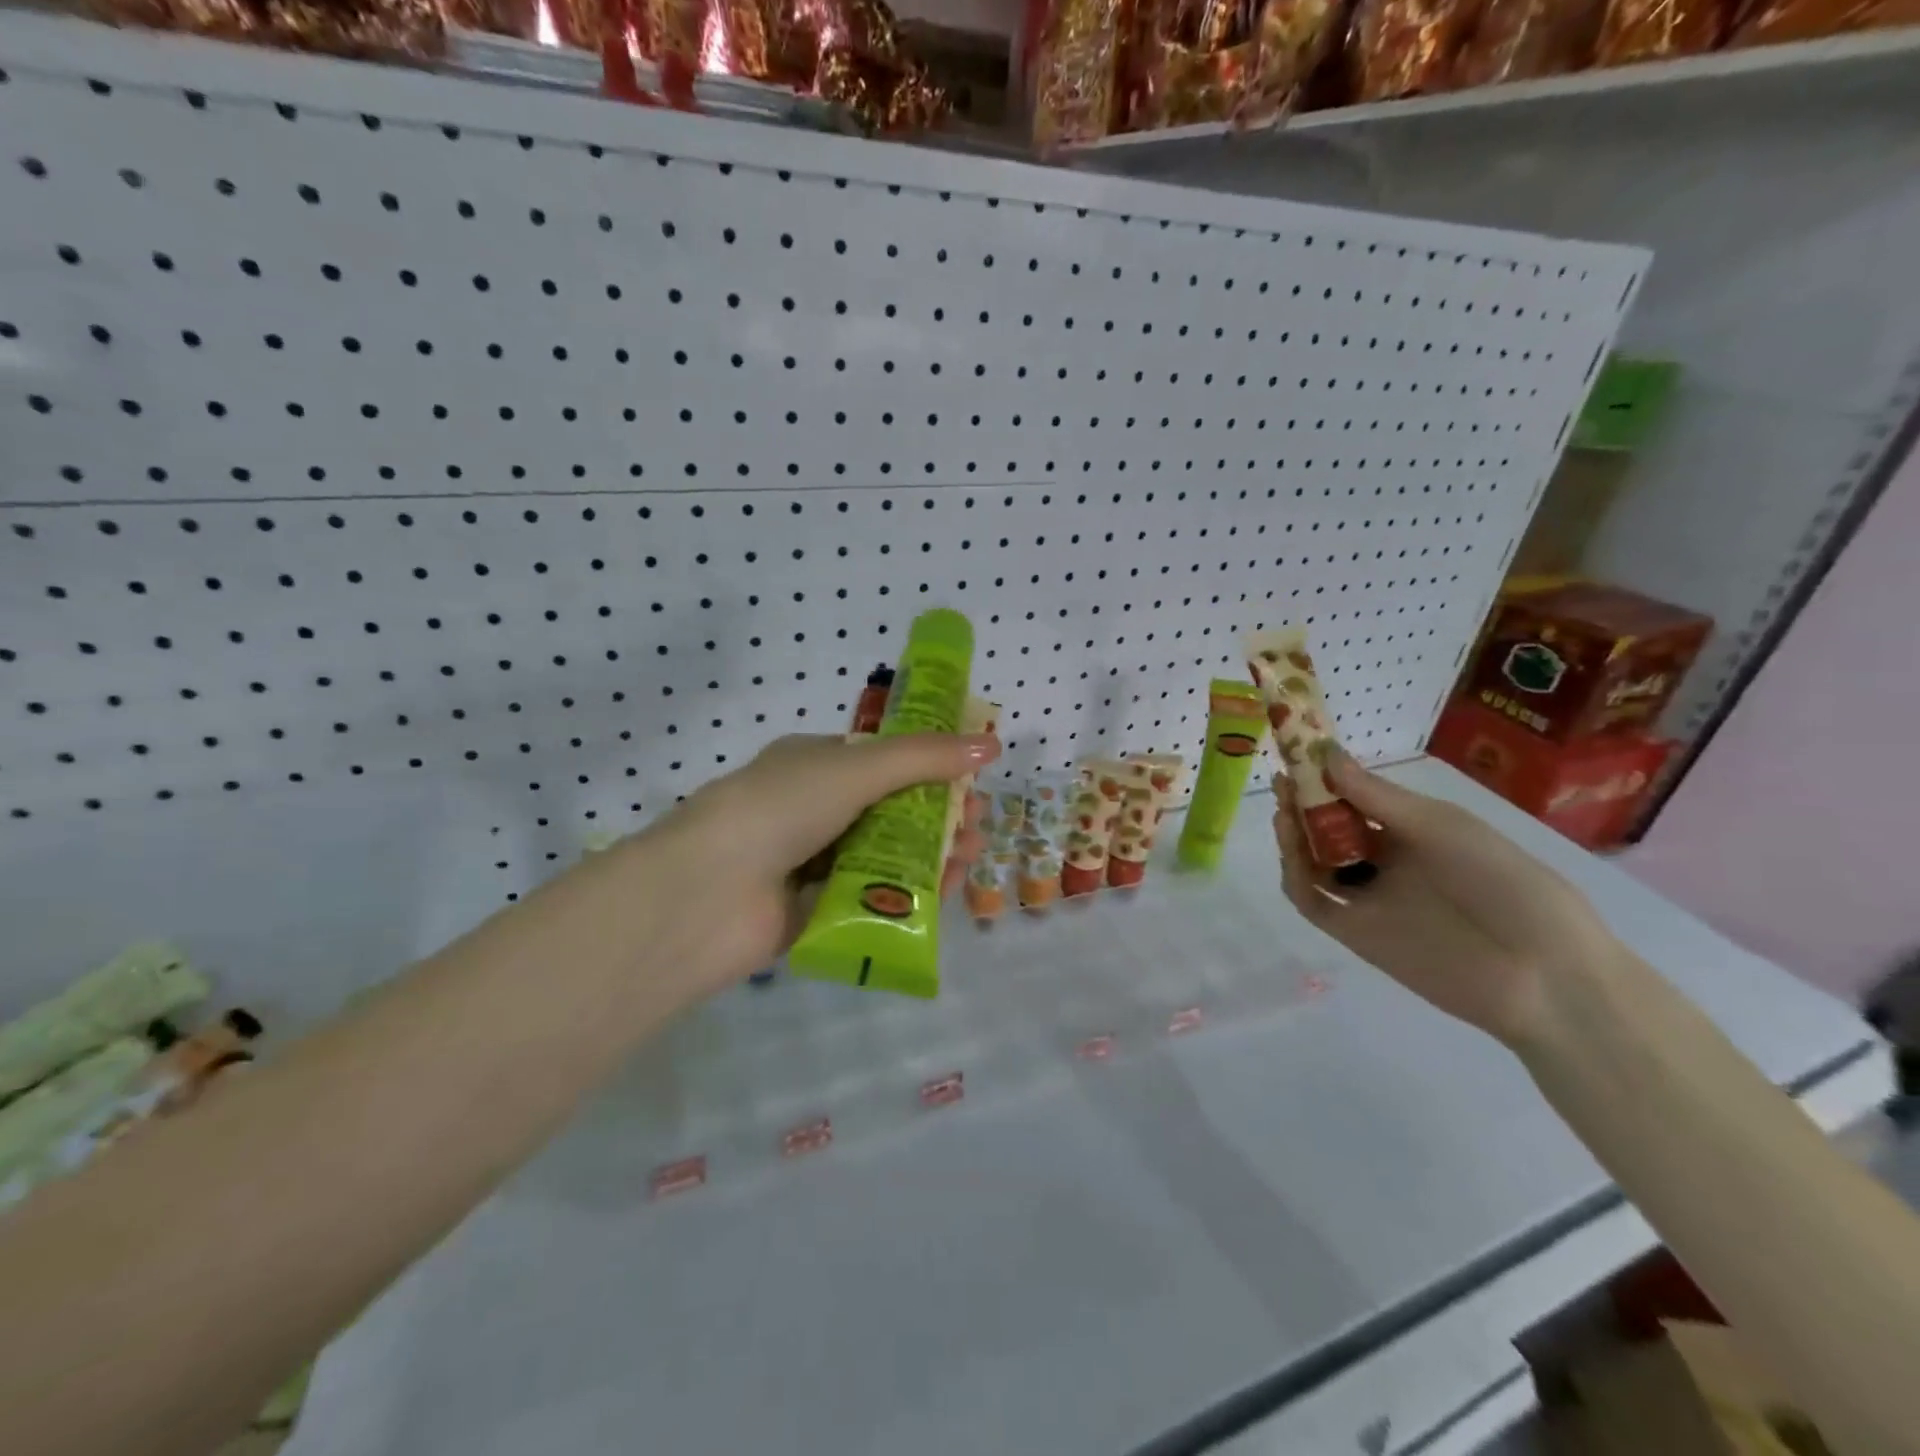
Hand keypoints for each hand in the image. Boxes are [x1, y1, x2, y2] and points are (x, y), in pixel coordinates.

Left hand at [651, 732, 998, 987]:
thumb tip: (990, 745)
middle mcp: (813, 808)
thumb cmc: (781, 808)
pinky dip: (909, 892)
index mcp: (815, 763)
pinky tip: (943, 892)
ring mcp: (813, 861)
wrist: (706, 893)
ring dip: (931, 853)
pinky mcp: (817, 910)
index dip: (930, 766)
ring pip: (887, 854)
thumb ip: (924, 758)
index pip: (883, 759)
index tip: (971, 778)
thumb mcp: (856, 768)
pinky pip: (873, 896)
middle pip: (892, 808)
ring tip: (968, 857)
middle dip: (939, 814)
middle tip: (977, 825)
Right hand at [1271, 751, 1623, 1045]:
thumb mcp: (1442, 828)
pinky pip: (1314, 903)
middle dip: (1303, 804)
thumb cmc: (1503, 883)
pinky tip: (1292, 855)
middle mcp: (1386, 861)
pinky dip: (1295, 878)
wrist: (1542, 972)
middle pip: (1328, 829)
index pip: (1356, 798)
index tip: (1299, 755)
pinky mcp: (1356, 933)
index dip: (1325, 778)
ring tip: (1284, 812)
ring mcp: (1369, 898)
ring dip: (1293, 837)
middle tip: (1284, 783)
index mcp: (1413, 832)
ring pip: (1314, 863)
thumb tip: (1324, 752)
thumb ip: (1377, 796)